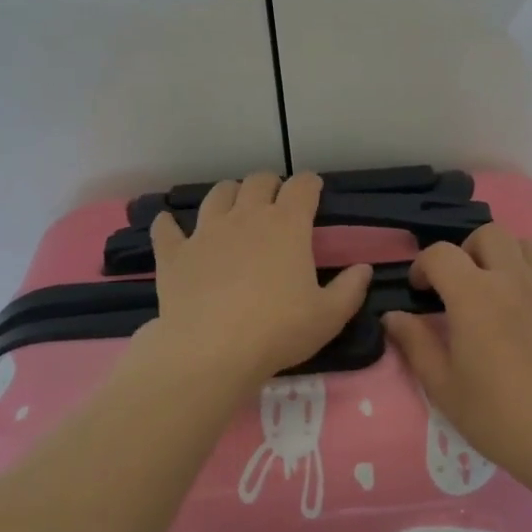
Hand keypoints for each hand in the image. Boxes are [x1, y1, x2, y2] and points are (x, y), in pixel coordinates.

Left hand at [143, 171, 371, 390]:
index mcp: (287, 225)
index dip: (310, 184)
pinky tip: (171, 227)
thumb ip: (350, 289)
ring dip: (229, 194)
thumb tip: (364, 268)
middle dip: (270, 184)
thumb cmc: (278, 330)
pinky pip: (167, 228)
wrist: (211, 351)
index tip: (314, 191)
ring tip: (233, 207)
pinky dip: (170, 224)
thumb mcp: (329, 316)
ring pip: (217, 194)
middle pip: (258, 181)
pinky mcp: (175, 253)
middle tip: (276, 201)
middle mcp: (246, 217)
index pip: (303, 186)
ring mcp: (206, 232)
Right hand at [382, 225, 531, 492]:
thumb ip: (415, 344)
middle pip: (489, 234)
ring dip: (513, 259)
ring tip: (509, 289)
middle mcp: (514, 278)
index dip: (424, 265)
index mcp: (474, 295)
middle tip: (466, 284)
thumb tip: (393, 316)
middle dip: (469, 251)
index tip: (422, 290)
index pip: (440, 254)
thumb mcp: (444, 386)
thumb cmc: (499, 417)